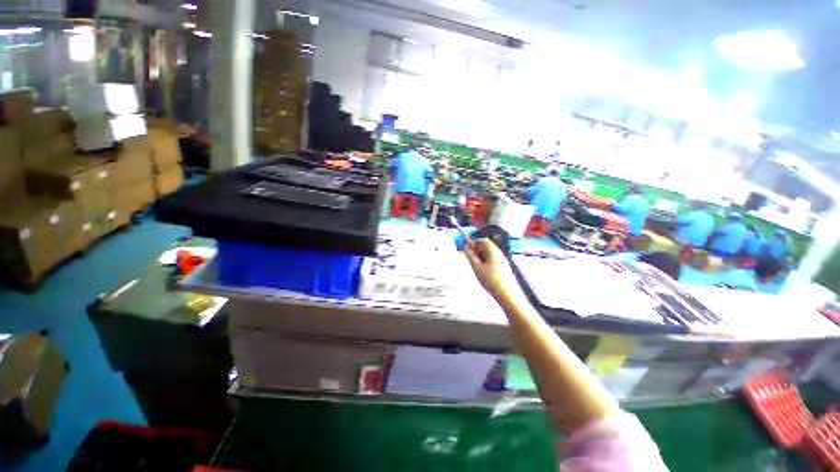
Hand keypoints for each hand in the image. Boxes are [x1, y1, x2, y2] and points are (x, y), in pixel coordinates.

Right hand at [464, 238, 525, 304]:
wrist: (507, 294)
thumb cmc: (490, 280)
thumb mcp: (477, 267)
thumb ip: (470, 256)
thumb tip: (466, 246)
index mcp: (493, 251)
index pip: (483, 240)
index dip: (474, 242)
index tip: (467, 250)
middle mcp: (499, 253)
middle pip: (487, 246)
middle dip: (477, 250)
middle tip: (471, 259)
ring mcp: (503, 260)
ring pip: (489, 254)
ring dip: (481, 257)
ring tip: (477, 268)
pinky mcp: (504, 267)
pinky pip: (493, 260)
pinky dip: (486, 262)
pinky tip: (484, 272)